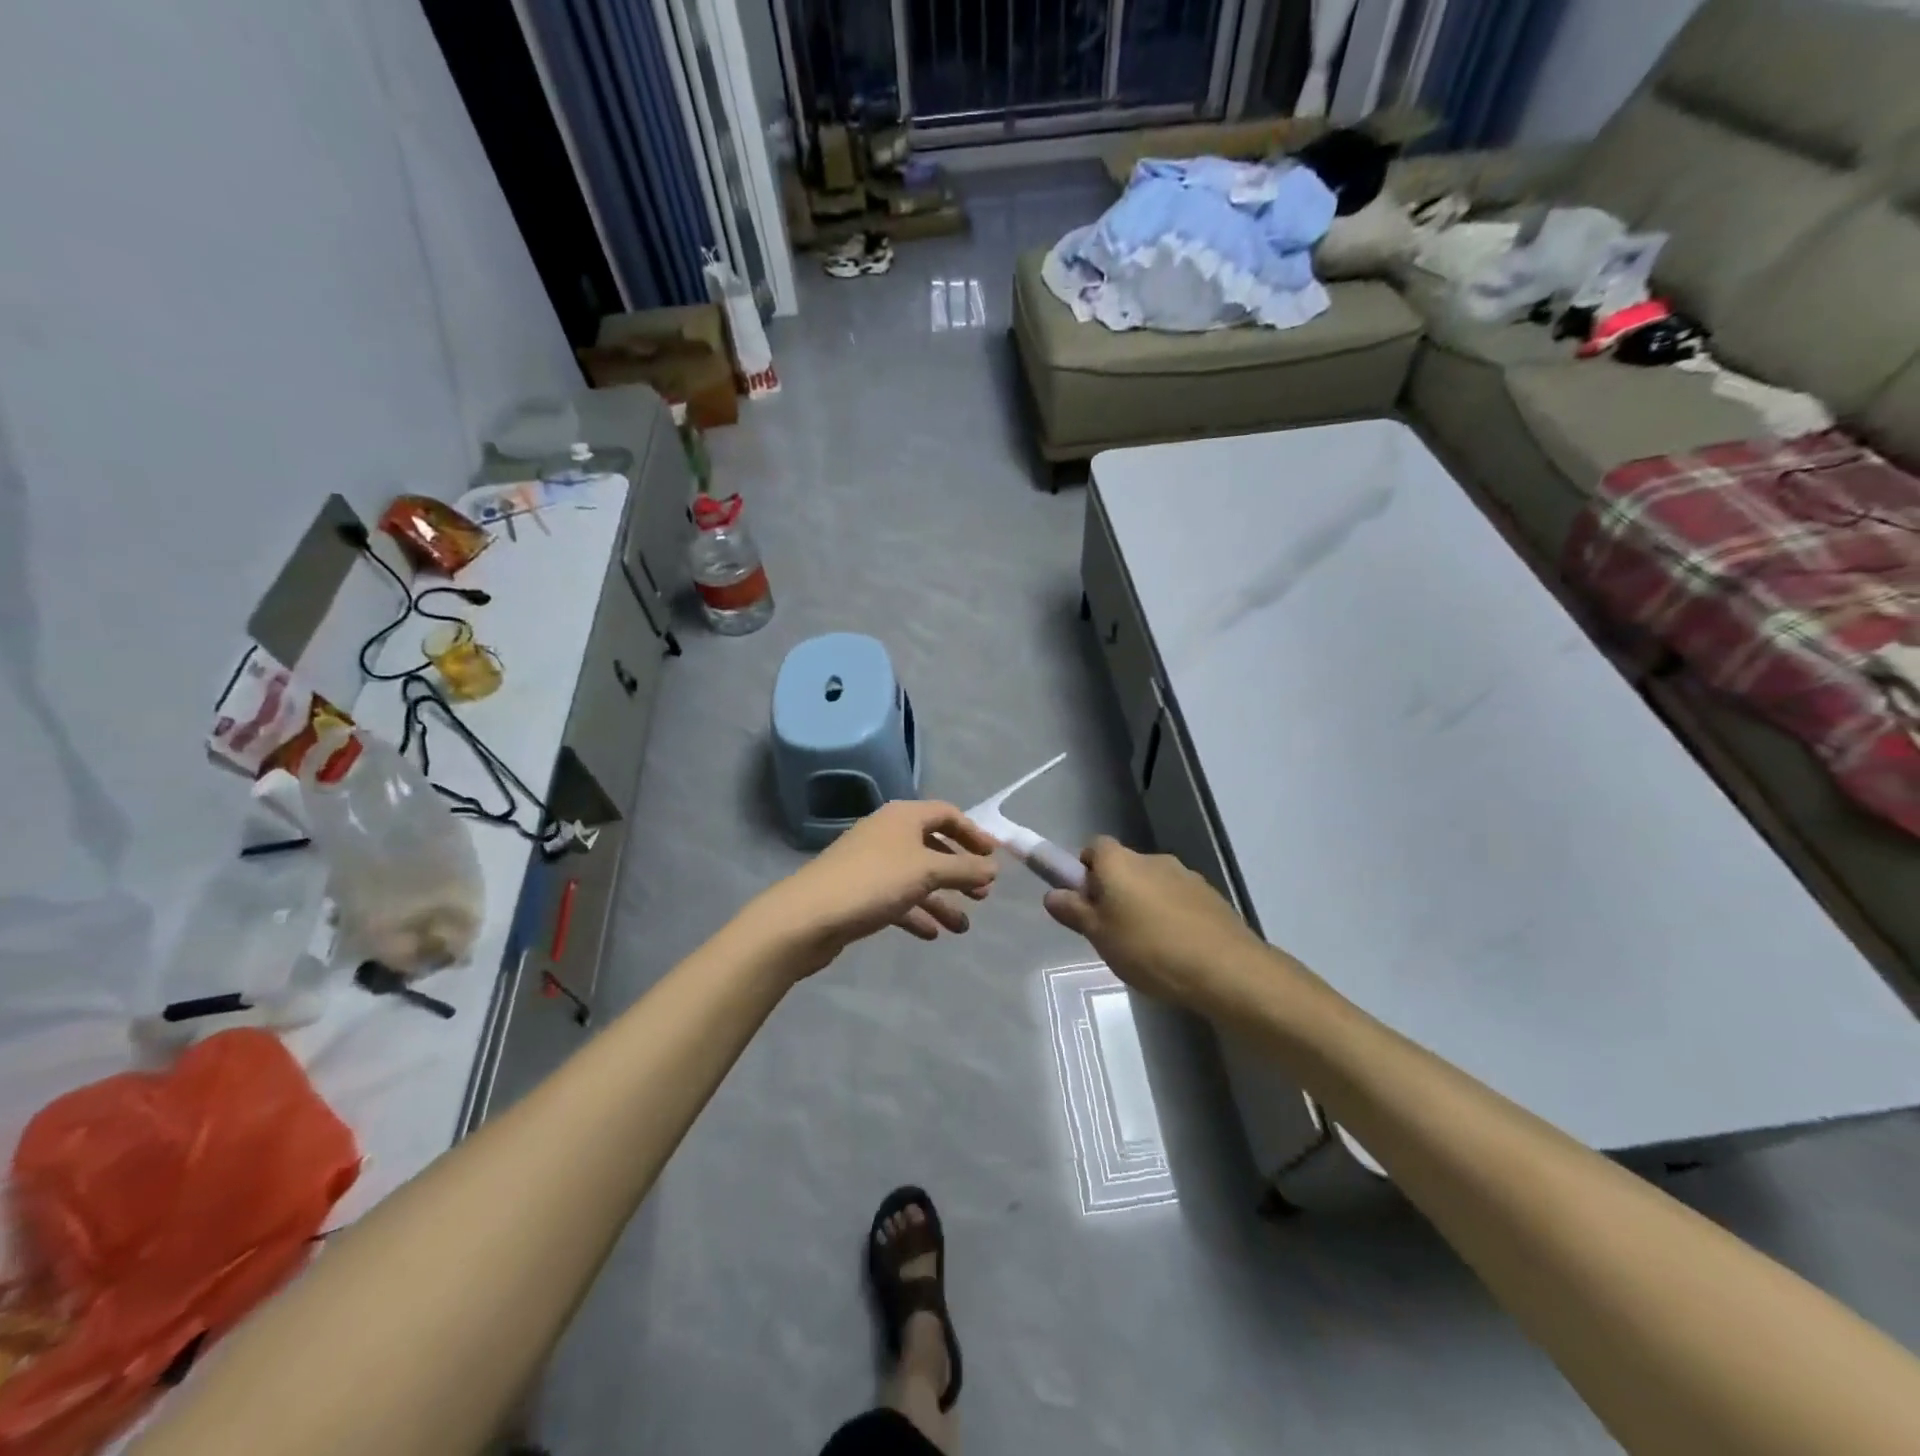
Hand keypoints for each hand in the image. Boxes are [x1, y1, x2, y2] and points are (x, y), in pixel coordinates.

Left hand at [750, 801, 999, 977]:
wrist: (808, 917)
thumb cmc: (874, 882)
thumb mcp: (927, 871)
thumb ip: (965, 868)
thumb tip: (993, 867)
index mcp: (903, 817)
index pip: (947, 814)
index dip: (973, 833)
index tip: (994, 858)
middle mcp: (888, 834)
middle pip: (933, 846)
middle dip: (960, 871)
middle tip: (982, 895)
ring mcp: (872, 863)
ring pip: (916, 877)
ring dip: (942, 899)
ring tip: (962, 927)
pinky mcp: (859, 892)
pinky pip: (897, 899)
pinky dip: (916, 913)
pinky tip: (932, 934)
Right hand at [1043, 837, 1267, 1011]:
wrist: (1225, 968)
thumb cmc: (1149, 949)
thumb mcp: (1099, 936)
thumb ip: (1074, 911)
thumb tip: (1053, 894)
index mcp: (1119, 862)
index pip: (1093, 847)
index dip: (1085, 870)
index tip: (1085, 901)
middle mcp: (1151, 859)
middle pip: (1123, 866)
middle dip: (1114, 891)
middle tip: (1110, 930)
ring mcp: (1185, 875)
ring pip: (1152, 883)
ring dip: (1144, 904)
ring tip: (1146, 947)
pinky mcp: (1210, 896)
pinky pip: (1178, 899)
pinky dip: (1171, 915)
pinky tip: (1175, 949)